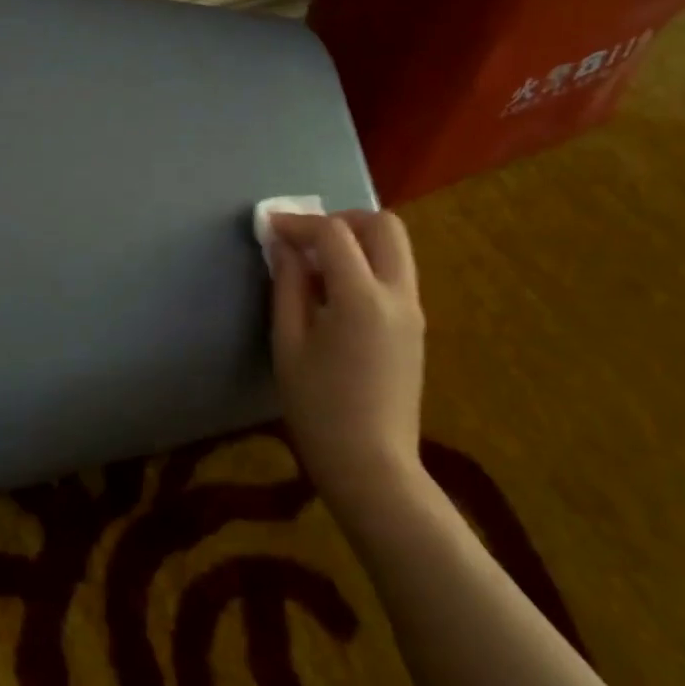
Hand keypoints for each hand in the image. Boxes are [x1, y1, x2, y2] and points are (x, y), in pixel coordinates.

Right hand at [268, 209, 428, 514]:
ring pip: (396, 247)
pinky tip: (335, 292)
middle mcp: (398, 295)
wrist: (372, 465)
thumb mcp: (288, 344)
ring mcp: (413, 310)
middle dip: (342, 220)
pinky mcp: (415, 327)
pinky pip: (395, 273)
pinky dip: (367, 264)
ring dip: (357, 240)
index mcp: (361, 298)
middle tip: (306, 239)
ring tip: (317, 265)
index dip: (298, 223)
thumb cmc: (319, 408)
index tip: (269, 227)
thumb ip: (287, 286)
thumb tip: (283, 246)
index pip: (334, 234)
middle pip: (383, 225)